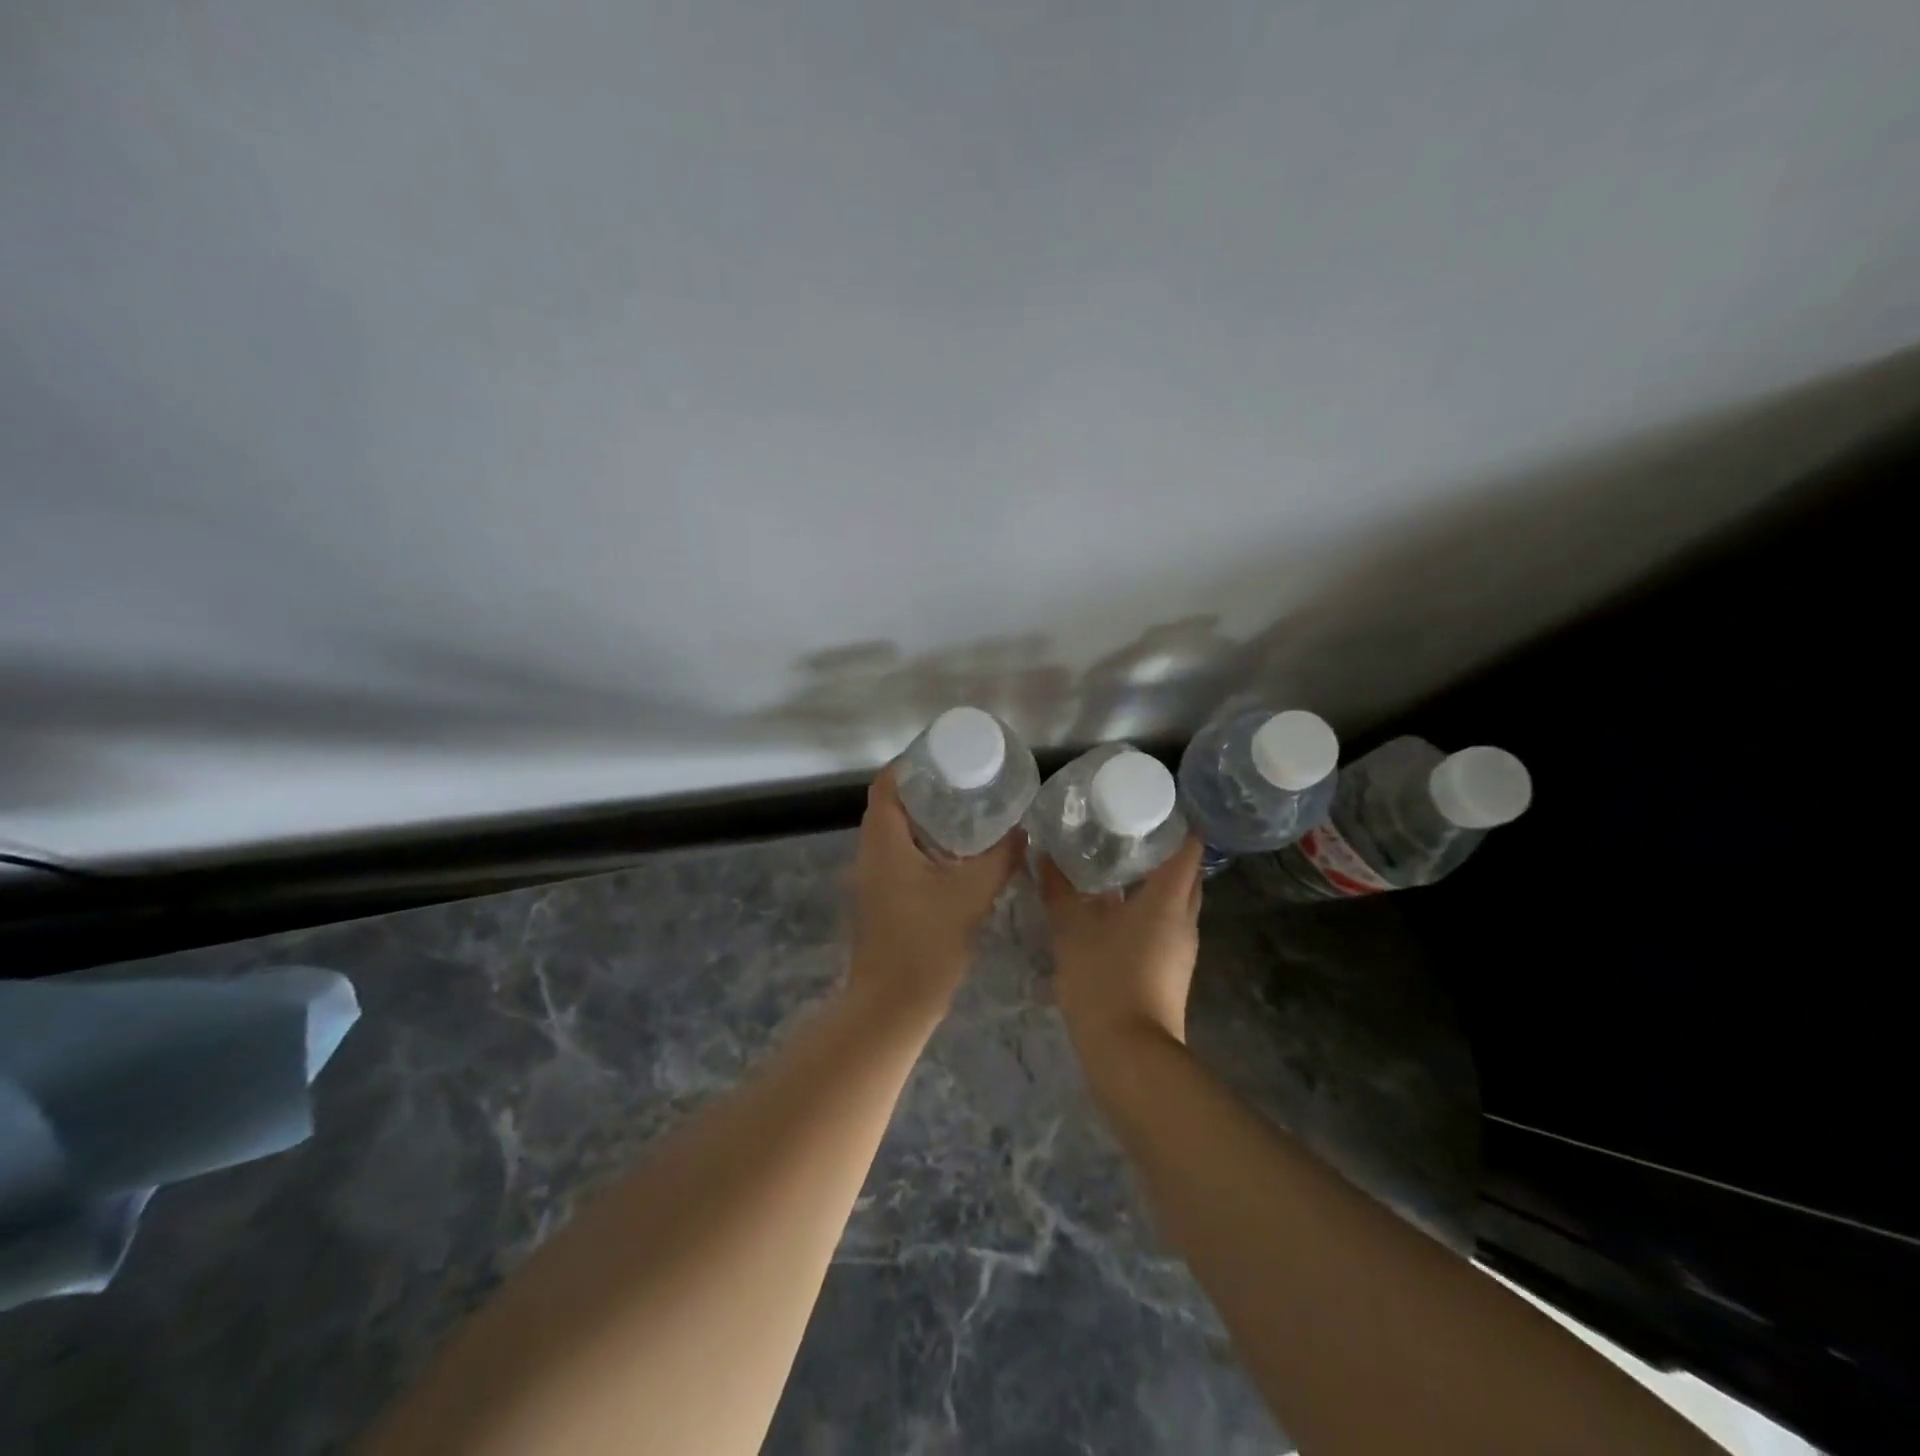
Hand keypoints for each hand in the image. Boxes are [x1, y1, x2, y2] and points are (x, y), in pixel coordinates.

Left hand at [846, 767, 1022, 1017]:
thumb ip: (999, 859)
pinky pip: (899, 858)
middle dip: (925, 790)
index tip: (946, 755)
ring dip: (925, 820)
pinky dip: (924, 846)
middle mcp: (870, 854)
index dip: (911, 764)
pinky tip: (957, 856)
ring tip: (967, 811)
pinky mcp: (881, 901)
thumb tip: (1022, 831)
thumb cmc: (926, 944)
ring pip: (895, 834)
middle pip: (890, 806)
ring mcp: (872, 880)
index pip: (887, 785)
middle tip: (966, 781)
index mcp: (883, 842)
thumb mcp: (971, 895)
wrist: (892, 1006)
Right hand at [1040, 836, 1203, 1048]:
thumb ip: (1057, 890)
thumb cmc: (1104, 981)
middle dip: (1163, 850)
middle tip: (1127, 830)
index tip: (1150, 805)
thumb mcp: (1071, 931)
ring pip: (1175, 901)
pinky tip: (1113, 908)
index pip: (1188, 848)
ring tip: (1115, 862)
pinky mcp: (1171, 970)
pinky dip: (1147, 908)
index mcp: (1168, 900)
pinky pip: (1165, 924)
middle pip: (1185, 873)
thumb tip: (1042, 855)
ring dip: (1153, 881)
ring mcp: (1181, 948)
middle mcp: (1184, 919)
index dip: (1175, 823)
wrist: (1130, 1055)